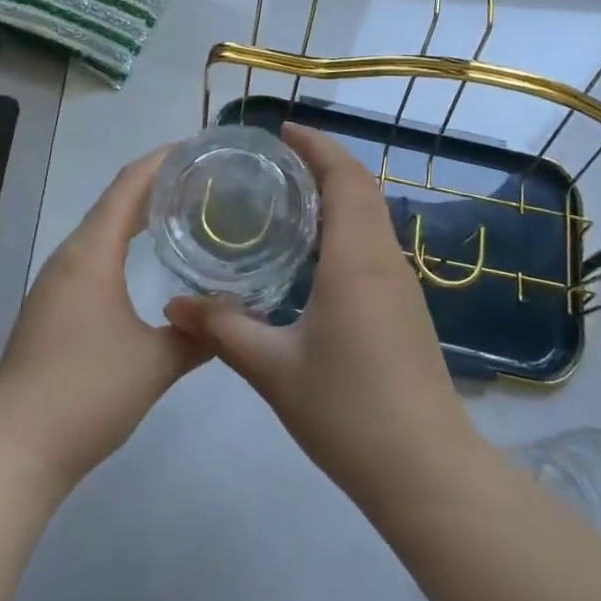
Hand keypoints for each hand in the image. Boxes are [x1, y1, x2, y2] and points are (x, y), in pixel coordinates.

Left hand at [0, 148, 207, 491]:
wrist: (14, 452)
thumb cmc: (87, 395)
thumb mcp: (157, 363)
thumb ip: (199, 334)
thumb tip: (234, 316)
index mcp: (90, 255)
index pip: (128, 186)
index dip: (162, 160)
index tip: (198, 147)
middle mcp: (68, 258)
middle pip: (114, 202)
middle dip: (155, 183)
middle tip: (202, 178)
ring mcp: (54, 283)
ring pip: (100, 230)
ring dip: (136, 213)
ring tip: (180, 210)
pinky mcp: (50, 308)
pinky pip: (91, 255)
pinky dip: (120, 242)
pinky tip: (142, 260)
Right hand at [164, 125, 481, 506]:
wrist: (425, 469)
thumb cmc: (348, 411)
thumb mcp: (273, 370)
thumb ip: (223, 330)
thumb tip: (174, 303)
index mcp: (357, 259)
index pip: (345, 178)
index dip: (317, 146)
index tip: (283, 130)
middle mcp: (385, 259)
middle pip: (362, 188)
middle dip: (324, 162)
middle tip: (277, 159)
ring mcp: (402, 284)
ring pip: (372, 216)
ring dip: (339, 193)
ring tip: (290, 197)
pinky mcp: (406, 308)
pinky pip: (375, 244)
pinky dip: (347, 225)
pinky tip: (315, 254)